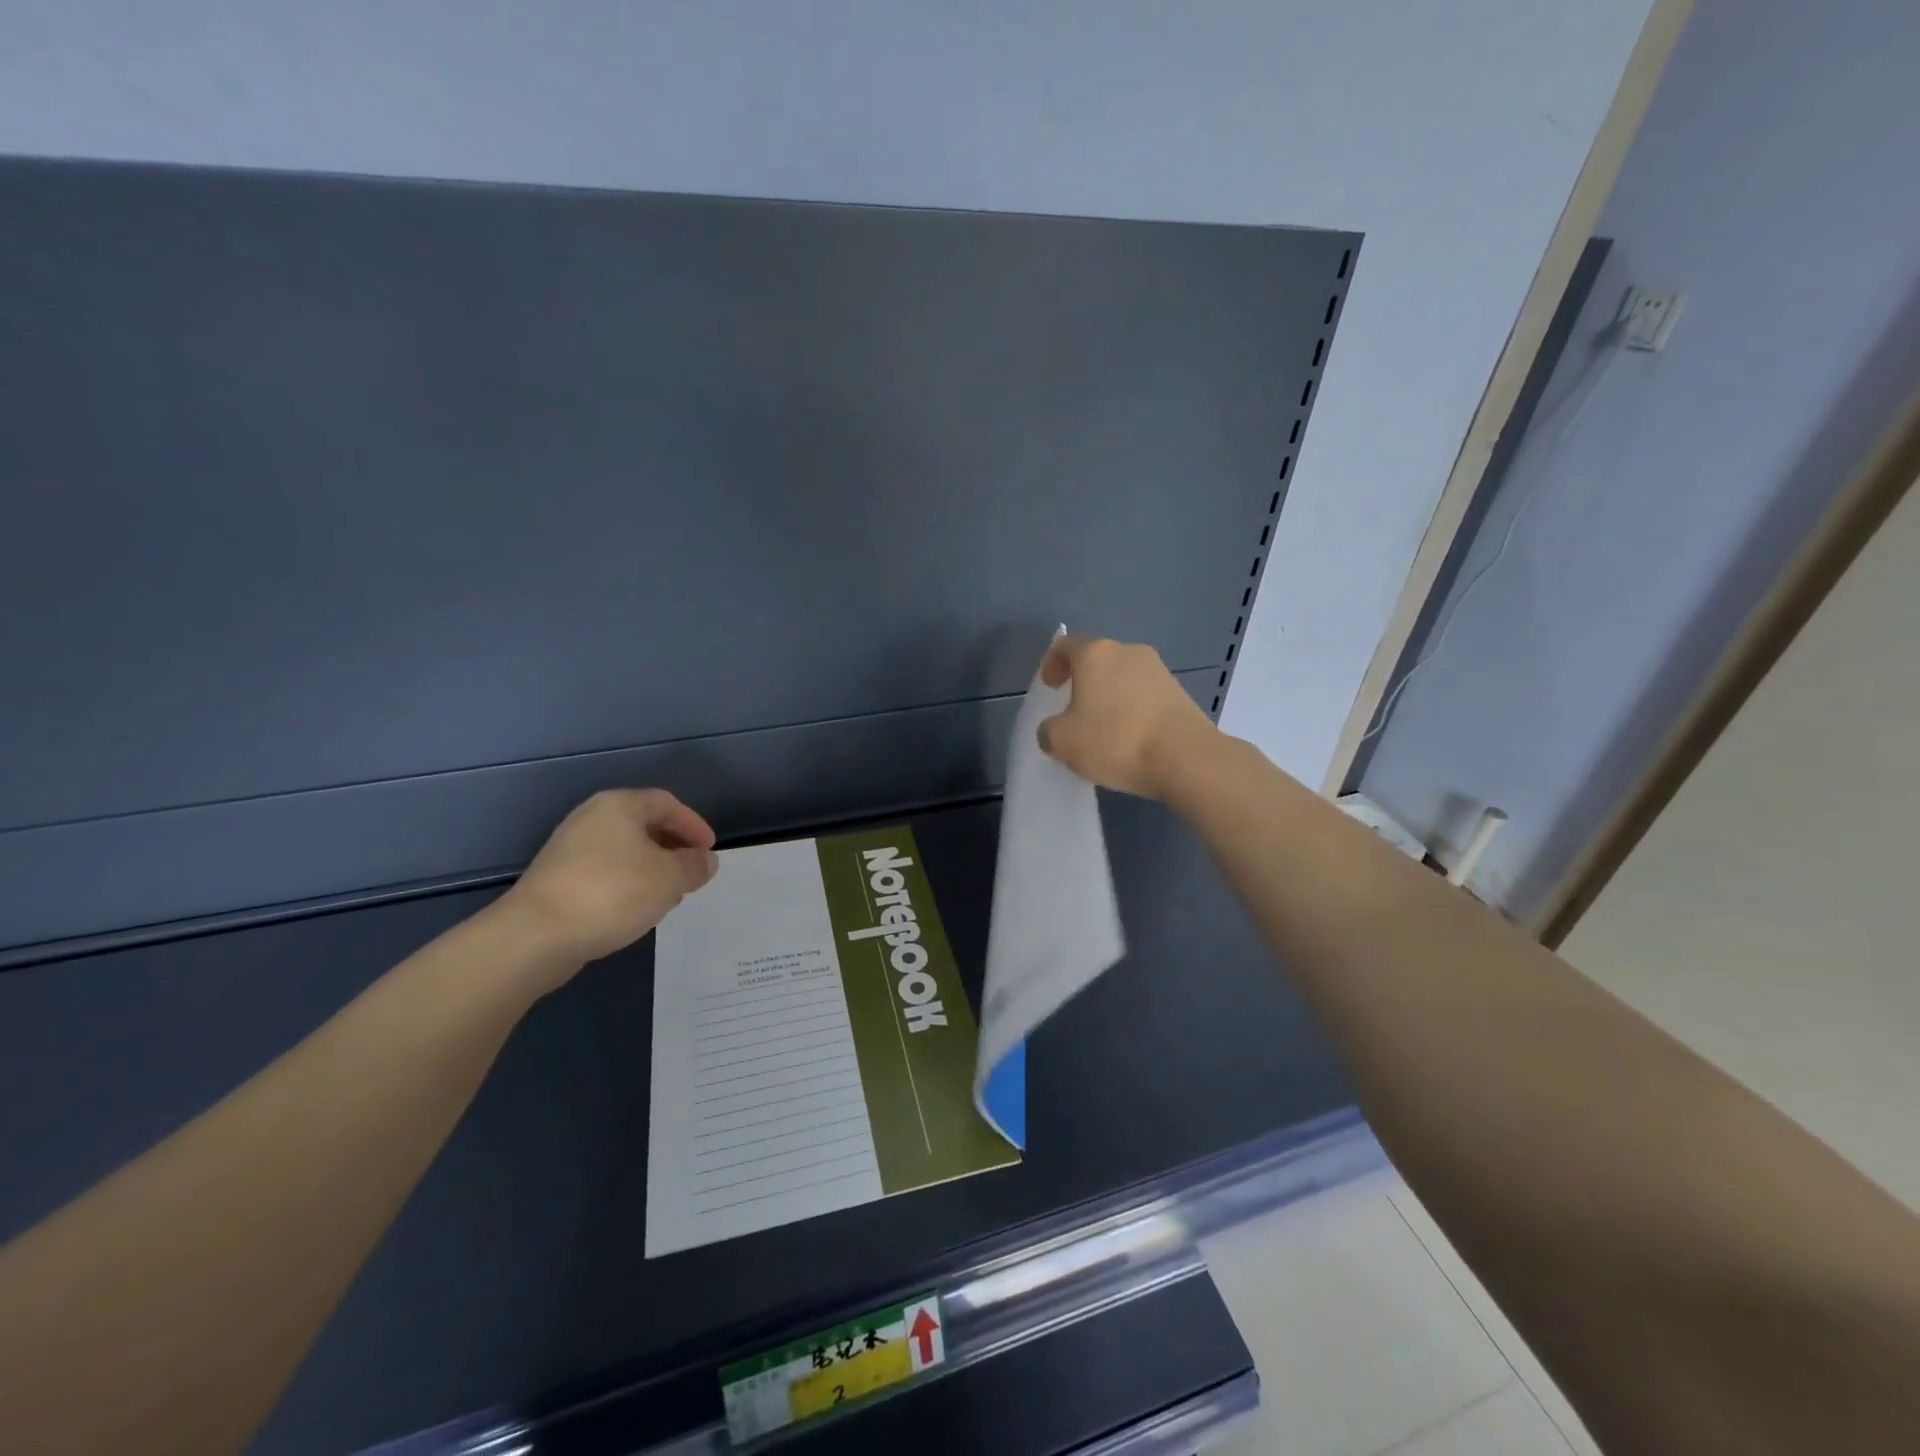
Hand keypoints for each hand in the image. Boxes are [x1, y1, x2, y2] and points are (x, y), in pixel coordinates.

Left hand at [501, 789, 720, 969]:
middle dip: (674, 849)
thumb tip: (706, 861)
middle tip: (692, 873)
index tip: (710, 852)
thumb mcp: (669, 878)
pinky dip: (628, 885)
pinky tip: (636, 910)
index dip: (694, 825)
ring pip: (625, 852)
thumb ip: (695, 866)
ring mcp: (570, 850)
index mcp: (619, 806)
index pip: (667, 804)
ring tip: (669, 896)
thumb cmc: (611, 893)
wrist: (534, 936)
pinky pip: (605, 873)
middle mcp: (592, 819)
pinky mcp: (557, 880)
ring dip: (652, 870)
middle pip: (644, 825)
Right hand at [1037, 635, 1218, 798]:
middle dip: (1082, 682)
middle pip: (1097, 659)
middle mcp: (1128, 651)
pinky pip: (1144, 695)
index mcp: (1095, 654)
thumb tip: (1055, 729)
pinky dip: (1131, 709)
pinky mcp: (1179, 692)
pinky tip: (1130, 738)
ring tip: (1103, 729)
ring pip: (1122, 677)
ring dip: (1109, 696)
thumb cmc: (1115, 740)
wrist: (1185, 757)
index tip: (1050, 687)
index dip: (1052, 664)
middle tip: (1073, 710)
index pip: (1065, 645)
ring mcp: (1158, 670)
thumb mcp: (1063, 742)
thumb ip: (1049, 731)